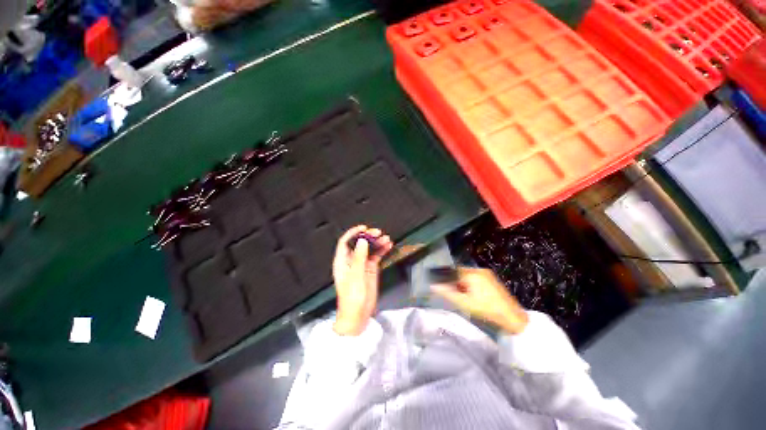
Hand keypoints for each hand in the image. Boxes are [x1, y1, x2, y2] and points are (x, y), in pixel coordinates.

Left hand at [332, 225, 392, 335]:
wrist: (358, 315)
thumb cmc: (352, 297)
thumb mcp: (355, 276)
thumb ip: (359, 258)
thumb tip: (362, 241)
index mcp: (342, 261)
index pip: (345, 242)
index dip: (353, 233)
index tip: (364, 228)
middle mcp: (352, 260)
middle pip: (359, 243)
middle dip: (368, 236)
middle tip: (378, 233)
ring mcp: (362, 264)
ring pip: (369, 249)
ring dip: (377, 242)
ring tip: (386, 238)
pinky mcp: (370, 269)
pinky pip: (376, 256)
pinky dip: (381, 250)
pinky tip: (388, 246)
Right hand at [431, 267, 528, 333]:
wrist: (513, 318)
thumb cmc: (487, 310)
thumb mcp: (464, 303)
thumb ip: (447, 293)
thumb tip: (433, 285)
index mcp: (472, 274)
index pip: (452, 271)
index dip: (445, 278)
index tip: (438, 285)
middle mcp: (479, 270)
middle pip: (459, 272)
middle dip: (453, 281)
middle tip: (450, 293)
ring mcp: (487, 274)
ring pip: (467, 275)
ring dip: (461, 283)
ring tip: (460, 295)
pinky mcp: (491, 279)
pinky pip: (474, 278)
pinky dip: (469, 284)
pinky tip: (470, 295)